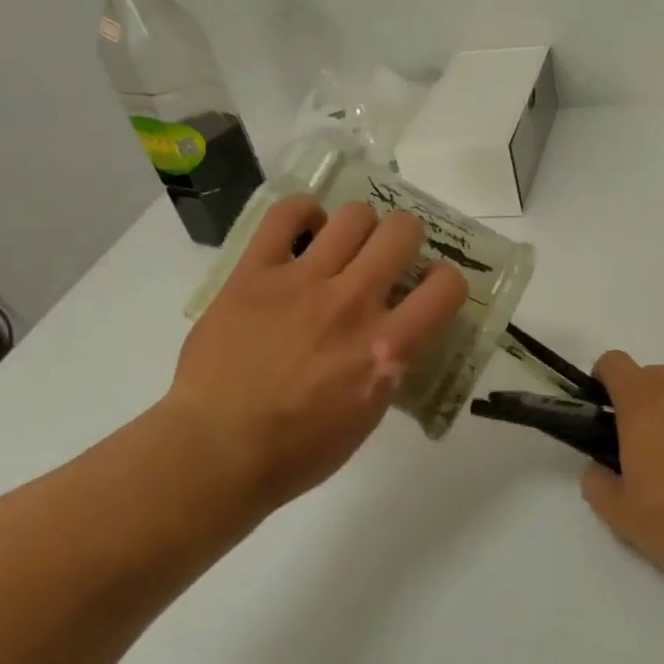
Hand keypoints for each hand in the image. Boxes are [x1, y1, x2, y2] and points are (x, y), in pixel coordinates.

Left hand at [159, 195, 468, 518]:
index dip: (447, 281)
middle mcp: (352, 302)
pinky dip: (304, 213)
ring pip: (353, 215)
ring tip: (344, 245)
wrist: (217, 450)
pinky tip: (306, 228)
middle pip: (402, 231)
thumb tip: (394, 333)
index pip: (447, 286)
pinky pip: (285, 215)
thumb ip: (389, 364)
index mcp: (386, 346)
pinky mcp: (255, 273)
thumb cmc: (298, 449)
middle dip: (405, 239)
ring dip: (360, 227)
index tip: (430, 289)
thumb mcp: (368, 414)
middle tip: (389, 257)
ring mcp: (302, 282)